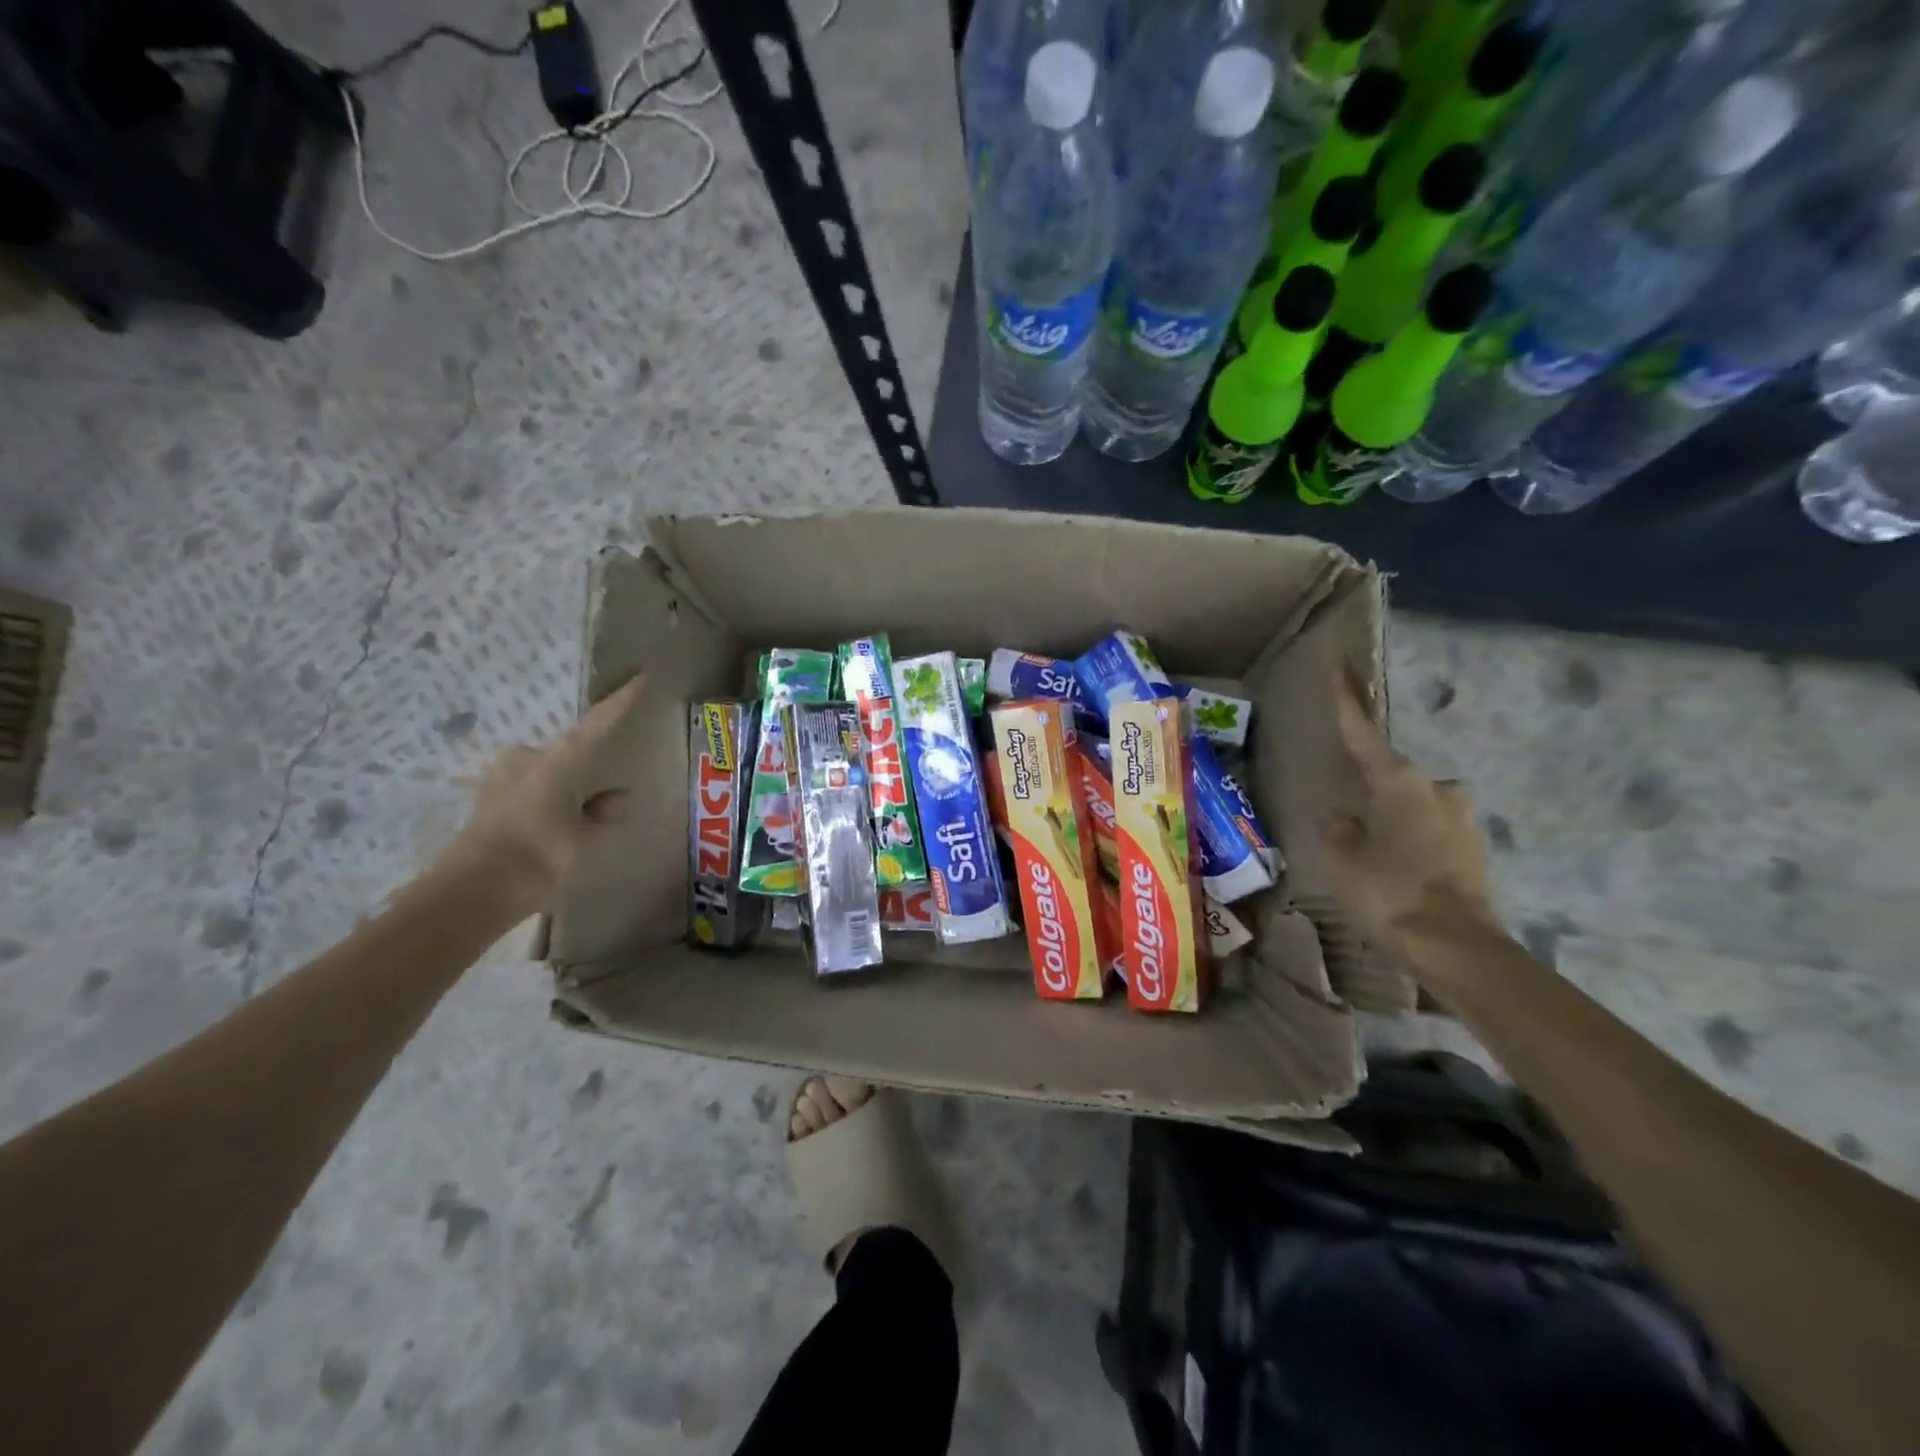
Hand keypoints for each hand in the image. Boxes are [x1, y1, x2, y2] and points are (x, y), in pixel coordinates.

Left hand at [443, 675, 646, 913]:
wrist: (470, 893)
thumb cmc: (539, 857)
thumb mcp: (584, 838)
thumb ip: (601, 813)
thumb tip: (619, 797)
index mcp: (559, 760)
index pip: (600, 722)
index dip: (622, 701)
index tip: (641, 676)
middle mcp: (528, 759)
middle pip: (569, 752)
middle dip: (587, 767)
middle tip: (605, 789)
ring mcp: (502, 779)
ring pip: (548, 775)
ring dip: (566, 790)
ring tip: (582, 816)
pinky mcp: (486, 802)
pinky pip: (530, 793)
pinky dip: (547, 805)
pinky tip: (554, 828)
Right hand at [1319, 670, 1497, 948]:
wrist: (1457, 949)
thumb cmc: (1389, 892)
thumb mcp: (1340, 858)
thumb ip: (1336, 828)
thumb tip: (1342, 817)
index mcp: (1400, 781)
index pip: (1363, 732)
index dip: (1347, 700)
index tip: (1340, 665)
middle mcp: (1437, 789)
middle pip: (1392, 773)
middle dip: (1369, 784)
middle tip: (1344, 802)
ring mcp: (1461, 819)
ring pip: (1411, 805)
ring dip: (1389, 815)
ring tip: (1365, 843)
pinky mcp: (1472, 850)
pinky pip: (1426, 830)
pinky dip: (1406, 839)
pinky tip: (1391, 865)